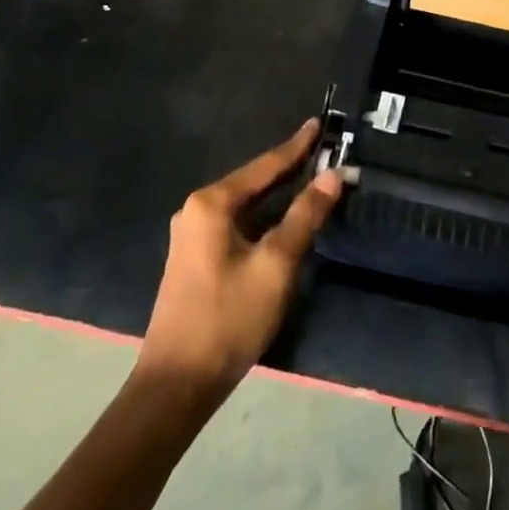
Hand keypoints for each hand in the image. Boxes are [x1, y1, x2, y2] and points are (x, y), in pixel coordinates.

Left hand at [138, 120, 346, 406]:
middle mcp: (197, 210)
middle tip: (322, 152)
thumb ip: (305, 215)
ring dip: (277, 195)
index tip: (318, 123)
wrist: (176, 385)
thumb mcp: (276, 264)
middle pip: (253, 181)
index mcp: (212, 203)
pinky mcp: (194, 258)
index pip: (265, 165)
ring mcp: (192, 235)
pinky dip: (263, 216)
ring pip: (245, 204)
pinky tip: (283, 219)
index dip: (296, 146)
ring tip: (310, 179)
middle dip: (288, 168)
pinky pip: (237, 223)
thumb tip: (332, 175)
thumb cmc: (228, 318)